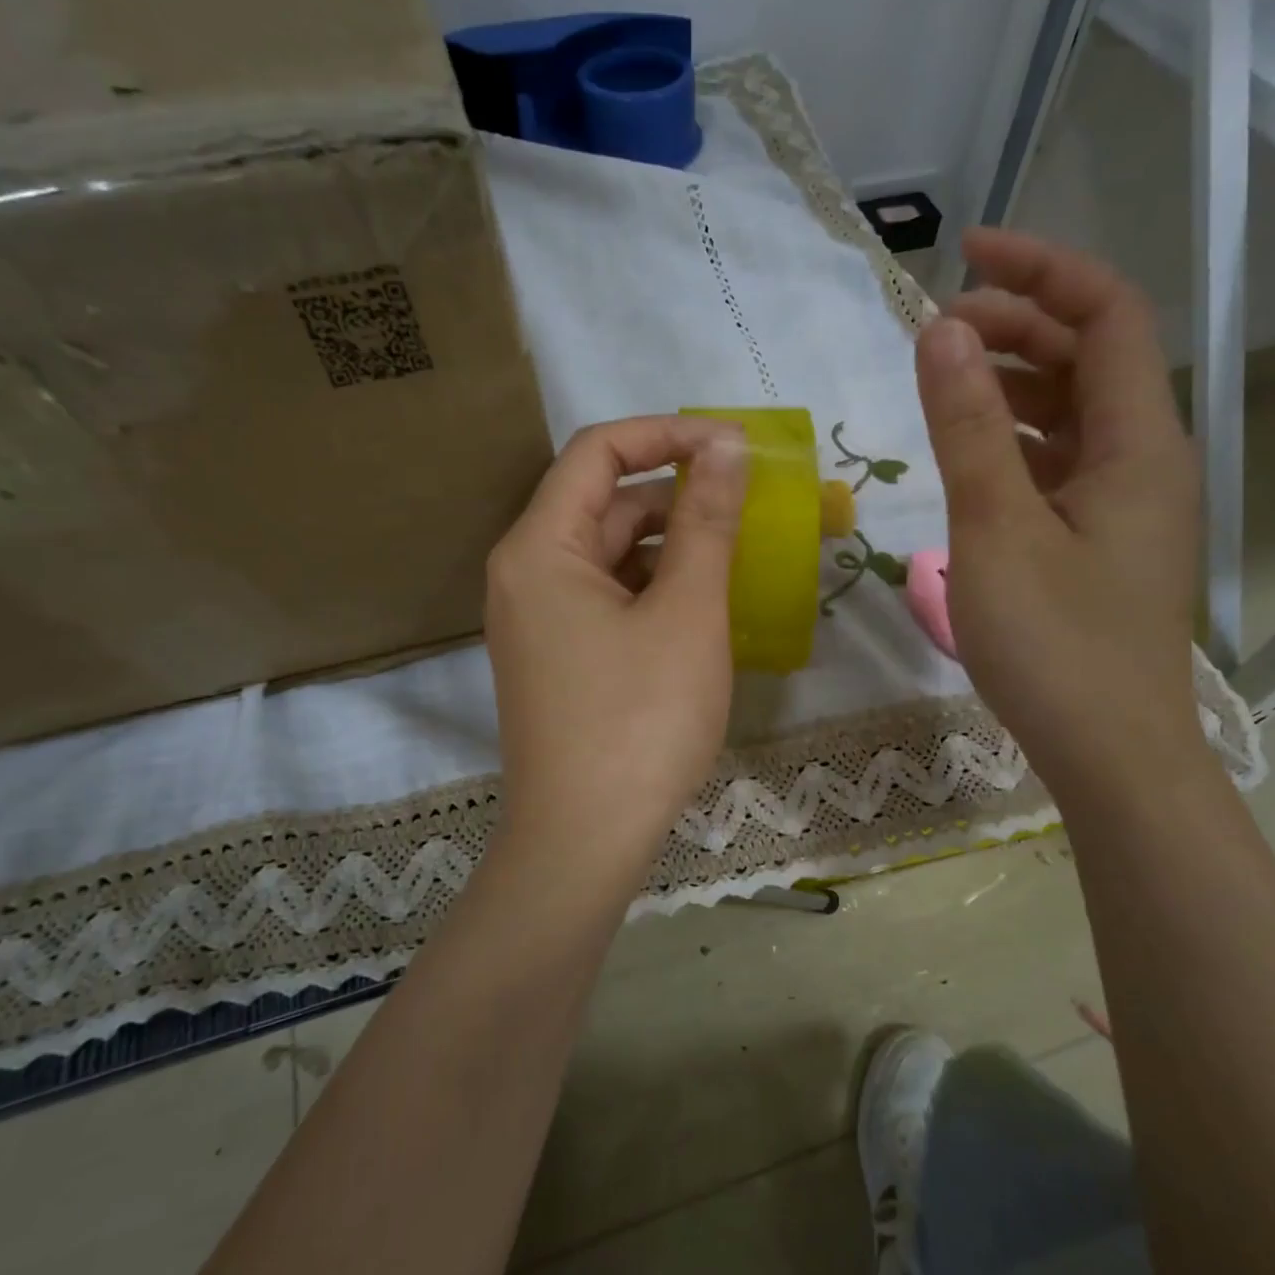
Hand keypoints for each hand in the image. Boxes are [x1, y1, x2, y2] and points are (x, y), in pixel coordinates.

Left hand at [484, 416, 747, 880]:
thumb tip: (726, 446)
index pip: (599, 451)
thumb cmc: (640, 720)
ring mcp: (538, 619)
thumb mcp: (686, 612)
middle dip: (677, 497)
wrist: (584, 841)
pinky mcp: (557, 657)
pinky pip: (607, 598)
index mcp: (541, 547)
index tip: (733, 446)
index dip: (668, 433)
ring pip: (611, 555)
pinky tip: (702, 610)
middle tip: (749, 510)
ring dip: (672, 548)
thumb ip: (707, 521)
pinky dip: (654, 590)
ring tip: (736, 562)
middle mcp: (525, 573)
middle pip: (604, 504)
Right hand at [917, 228, 1201, 796]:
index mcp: (1138, 444)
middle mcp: (1145, 460)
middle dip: (1017, 325)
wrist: (1110, 754)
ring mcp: (1125, 504)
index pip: (1107, 314)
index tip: (964, 255)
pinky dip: (1015, 440)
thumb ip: (968, 428)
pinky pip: (1060, 463)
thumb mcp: (997, 530)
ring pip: (1073, 414)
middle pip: (1091, 358)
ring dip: (1013, 383)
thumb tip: (942, 331)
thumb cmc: (1055, 646)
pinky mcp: (1101, 541)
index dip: (1041, 269)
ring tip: (943, 381)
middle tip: (936, 330)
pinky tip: (971, 455)